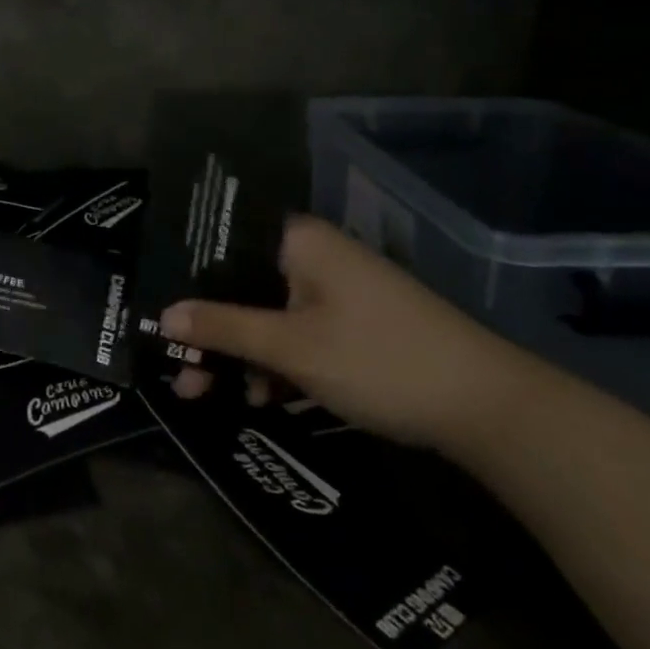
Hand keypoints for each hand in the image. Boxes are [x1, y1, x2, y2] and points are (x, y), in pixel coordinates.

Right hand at [163, 216, 542, 449]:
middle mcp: (313, 255)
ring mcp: (336, 290)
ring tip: (211, 395)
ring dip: (240, 355)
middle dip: (210, 335)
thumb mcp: (291, 347)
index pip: (223, 249)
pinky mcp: (354, 323)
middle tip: (182, 377)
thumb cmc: (377, 359)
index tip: (161, 323)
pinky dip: (278, 363)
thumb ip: (223, 328)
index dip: (188, 285)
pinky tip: (264, 397)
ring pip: (268, 315)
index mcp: (297, 241)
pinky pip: (298, 333)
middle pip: (242, 287)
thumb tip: (163, 314)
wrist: (488, 407)